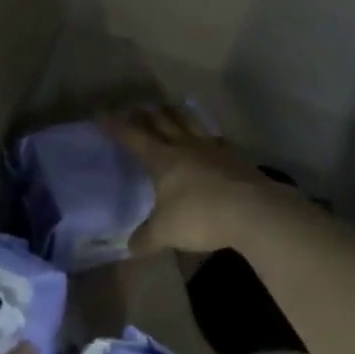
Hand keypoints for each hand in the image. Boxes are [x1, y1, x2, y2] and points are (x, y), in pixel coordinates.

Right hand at [103, 104, 281, 255]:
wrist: (253, 211)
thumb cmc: (200, 216)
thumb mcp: (166, 232)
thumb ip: (146, 237)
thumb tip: (130, 246)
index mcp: (161, 158)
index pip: (132, 136)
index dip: (115, 125)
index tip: (101, 113)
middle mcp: (183, 146)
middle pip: (161, 121)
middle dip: (145, 113)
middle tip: (135, 107)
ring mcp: (211, 148)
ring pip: (188, 121)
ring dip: (175, 113)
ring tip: (168, 107)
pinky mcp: (234, 156)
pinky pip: (215, 137)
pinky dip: (206, 133)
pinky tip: (209, 137)